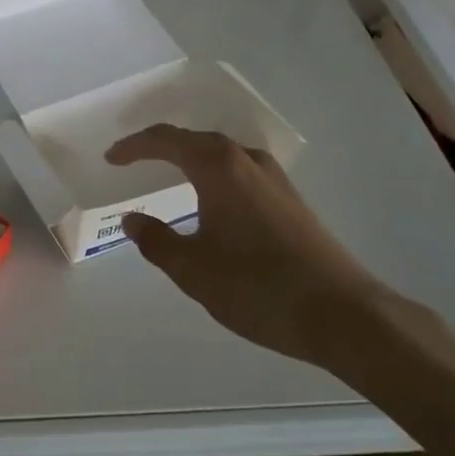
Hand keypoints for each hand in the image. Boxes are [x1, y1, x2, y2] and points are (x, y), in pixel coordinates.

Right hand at [105, 125, 400, 373]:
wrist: (344, 315)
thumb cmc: (258, 286)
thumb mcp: (193, 269)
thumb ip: (156, 240)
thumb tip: (132, 220)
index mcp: (219, 167)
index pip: (166, 140)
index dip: (134, 147)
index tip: (111, 158)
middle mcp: (248, 161)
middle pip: (196, 140)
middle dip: (161, 146)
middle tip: (134, 160)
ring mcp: (275, 179)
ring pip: (223, 154)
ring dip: (191, 158)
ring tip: (169, 172)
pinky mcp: (292, 201)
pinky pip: (241, 171)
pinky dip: (215, 174)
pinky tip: (212, 199)